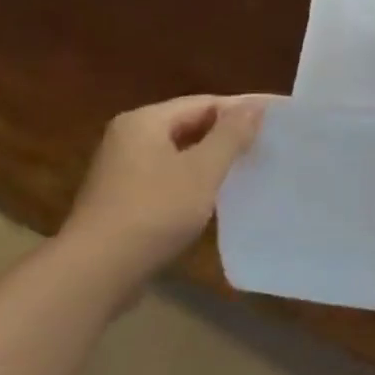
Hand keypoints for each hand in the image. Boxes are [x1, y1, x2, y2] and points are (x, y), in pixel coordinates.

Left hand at [60, 94, 270, 273]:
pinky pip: (170, 176)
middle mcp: (129, 138)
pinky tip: (219, 193)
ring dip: (214, 158)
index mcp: (145, 122)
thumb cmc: (154, 211)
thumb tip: (256, 105)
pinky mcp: (125, 198)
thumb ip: (231, 135)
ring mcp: (123, 169)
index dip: (242, 109)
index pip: (204, 103)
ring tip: (252, 166)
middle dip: (229, 133)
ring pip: (180, 152)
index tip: (277, 119)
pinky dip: (196, 179)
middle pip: (190, 124)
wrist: (96, 272)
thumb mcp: (202, 170)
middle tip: (270, 142)